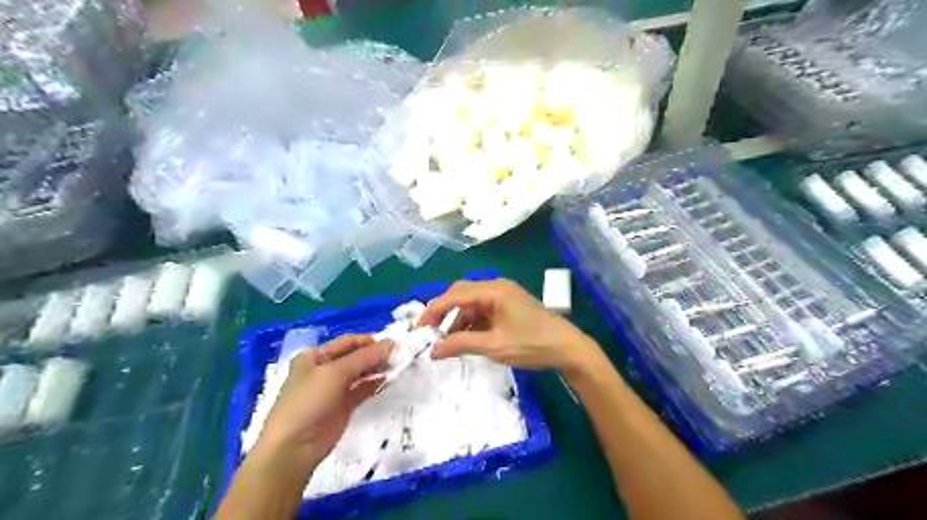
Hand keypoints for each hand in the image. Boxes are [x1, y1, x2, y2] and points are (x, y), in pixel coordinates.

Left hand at [252, 334, 394, 471]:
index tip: (393, 343)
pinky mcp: (343, 406)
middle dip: (375, 354)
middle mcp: (324, 369)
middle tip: (398, 355)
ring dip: (377, 368)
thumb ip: (365, 357)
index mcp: (315, 356)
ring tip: (397, 366)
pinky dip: (375, 384)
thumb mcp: (336, 373)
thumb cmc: (310, 401)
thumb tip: (391, 342)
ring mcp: (334, 389)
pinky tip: (388, 381)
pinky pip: (362, 389)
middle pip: (355, 356)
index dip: (369, 341)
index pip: (347, 342)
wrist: (294, 448)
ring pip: (360, 373)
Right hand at [419, 281, 601, 373]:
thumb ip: (461, 344)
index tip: (419, 329)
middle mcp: (497, 287)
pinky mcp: (509, 305)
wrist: (568, 348)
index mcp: (493, 290)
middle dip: (444, 313)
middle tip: (431, 334)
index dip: (434, 311)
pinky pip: (483, 309)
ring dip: (459, 320)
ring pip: (472, 303)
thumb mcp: (494, 346)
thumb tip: (433, 351)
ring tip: (449, 343)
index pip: (454, 295)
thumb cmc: (532, 344)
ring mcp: (504, 295)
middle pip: (461, 294)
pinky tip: (468, 338)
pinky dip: (472, 322)